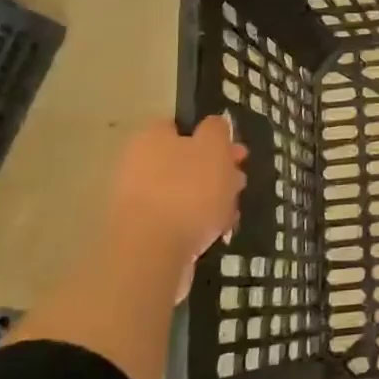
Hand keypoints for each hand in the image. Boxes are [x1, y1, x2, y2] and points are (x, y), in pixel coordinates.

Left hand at [103, 116, 247, 276]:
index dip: (212, 137)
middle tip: (240, 181)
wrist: (152, 254)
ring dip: (210, 199)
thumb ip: (217, 130)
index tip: (235, 152)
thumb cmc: (188, 190)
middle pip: (185, 160)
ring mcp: (138, 201)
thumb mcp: (214, 148)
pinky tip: (217, 232)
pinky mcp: (143, 233)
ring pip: (184, 192)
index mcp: (151, 137)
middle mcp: (138, 165)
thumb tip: (214, 124)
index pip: (181, 126)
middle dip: (216, 171)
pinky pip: (177, 220)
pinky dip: (198, 223)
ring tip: (233, 212)